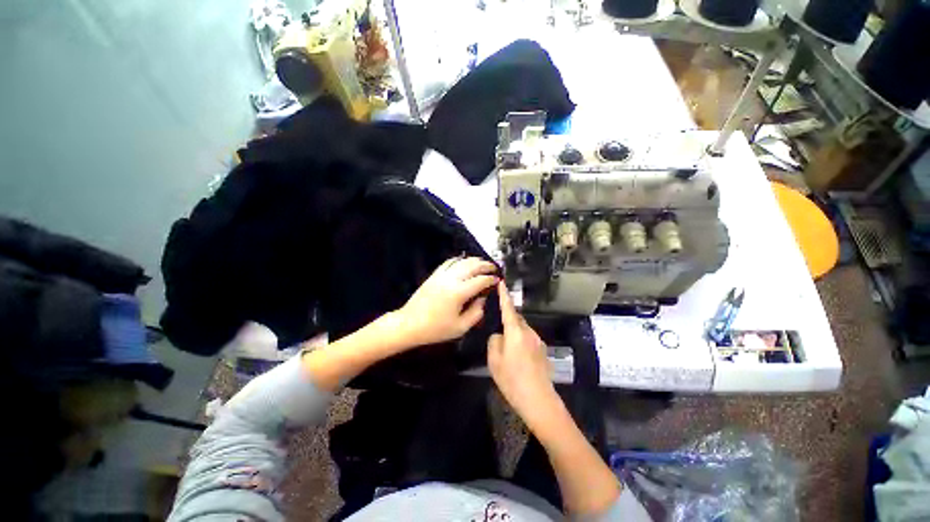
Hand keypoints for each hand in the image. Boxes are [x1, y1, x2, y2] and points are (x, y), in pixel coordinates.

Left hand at [394, 257, 498, 348]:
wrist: (409, 324)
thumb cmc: (435, 329)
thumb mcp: (460, 327)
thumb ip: (476, 313)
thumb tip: (482, 299)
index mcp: (459, 292)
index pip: (481, 280)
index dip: (491, 279)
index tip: (498, 280)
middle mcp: (452, 279)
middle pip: (473, 265)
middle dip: (486, 265)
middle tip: (494, 268)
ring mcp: (442, 275)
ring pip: (461, 261)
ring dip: (474, 260)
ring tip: (482, 263)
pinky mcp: (434, 274)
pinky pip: (449, 262)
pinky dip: (459, 259)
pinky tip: (464, 261)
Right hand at [487, 282, 556, 423]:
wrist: (539, 401)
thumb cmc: (513, 380)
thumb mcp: (494, 361)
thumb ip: (495, 341)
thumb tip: (500, 335)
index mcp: (516, 332)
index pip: (509, 308)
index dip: (504, 295)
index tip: (502, 282)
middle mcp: (529, 332)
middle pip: (517, 319)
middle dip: (508, 319)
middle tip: (498, 329)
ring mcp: (538, 341)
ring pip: (522, 330)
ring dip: (514, 332)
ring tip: (506, 349)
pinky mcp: (543, 350)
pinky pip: (528, 339)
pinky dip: (521, 341)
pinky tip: (517, 357)